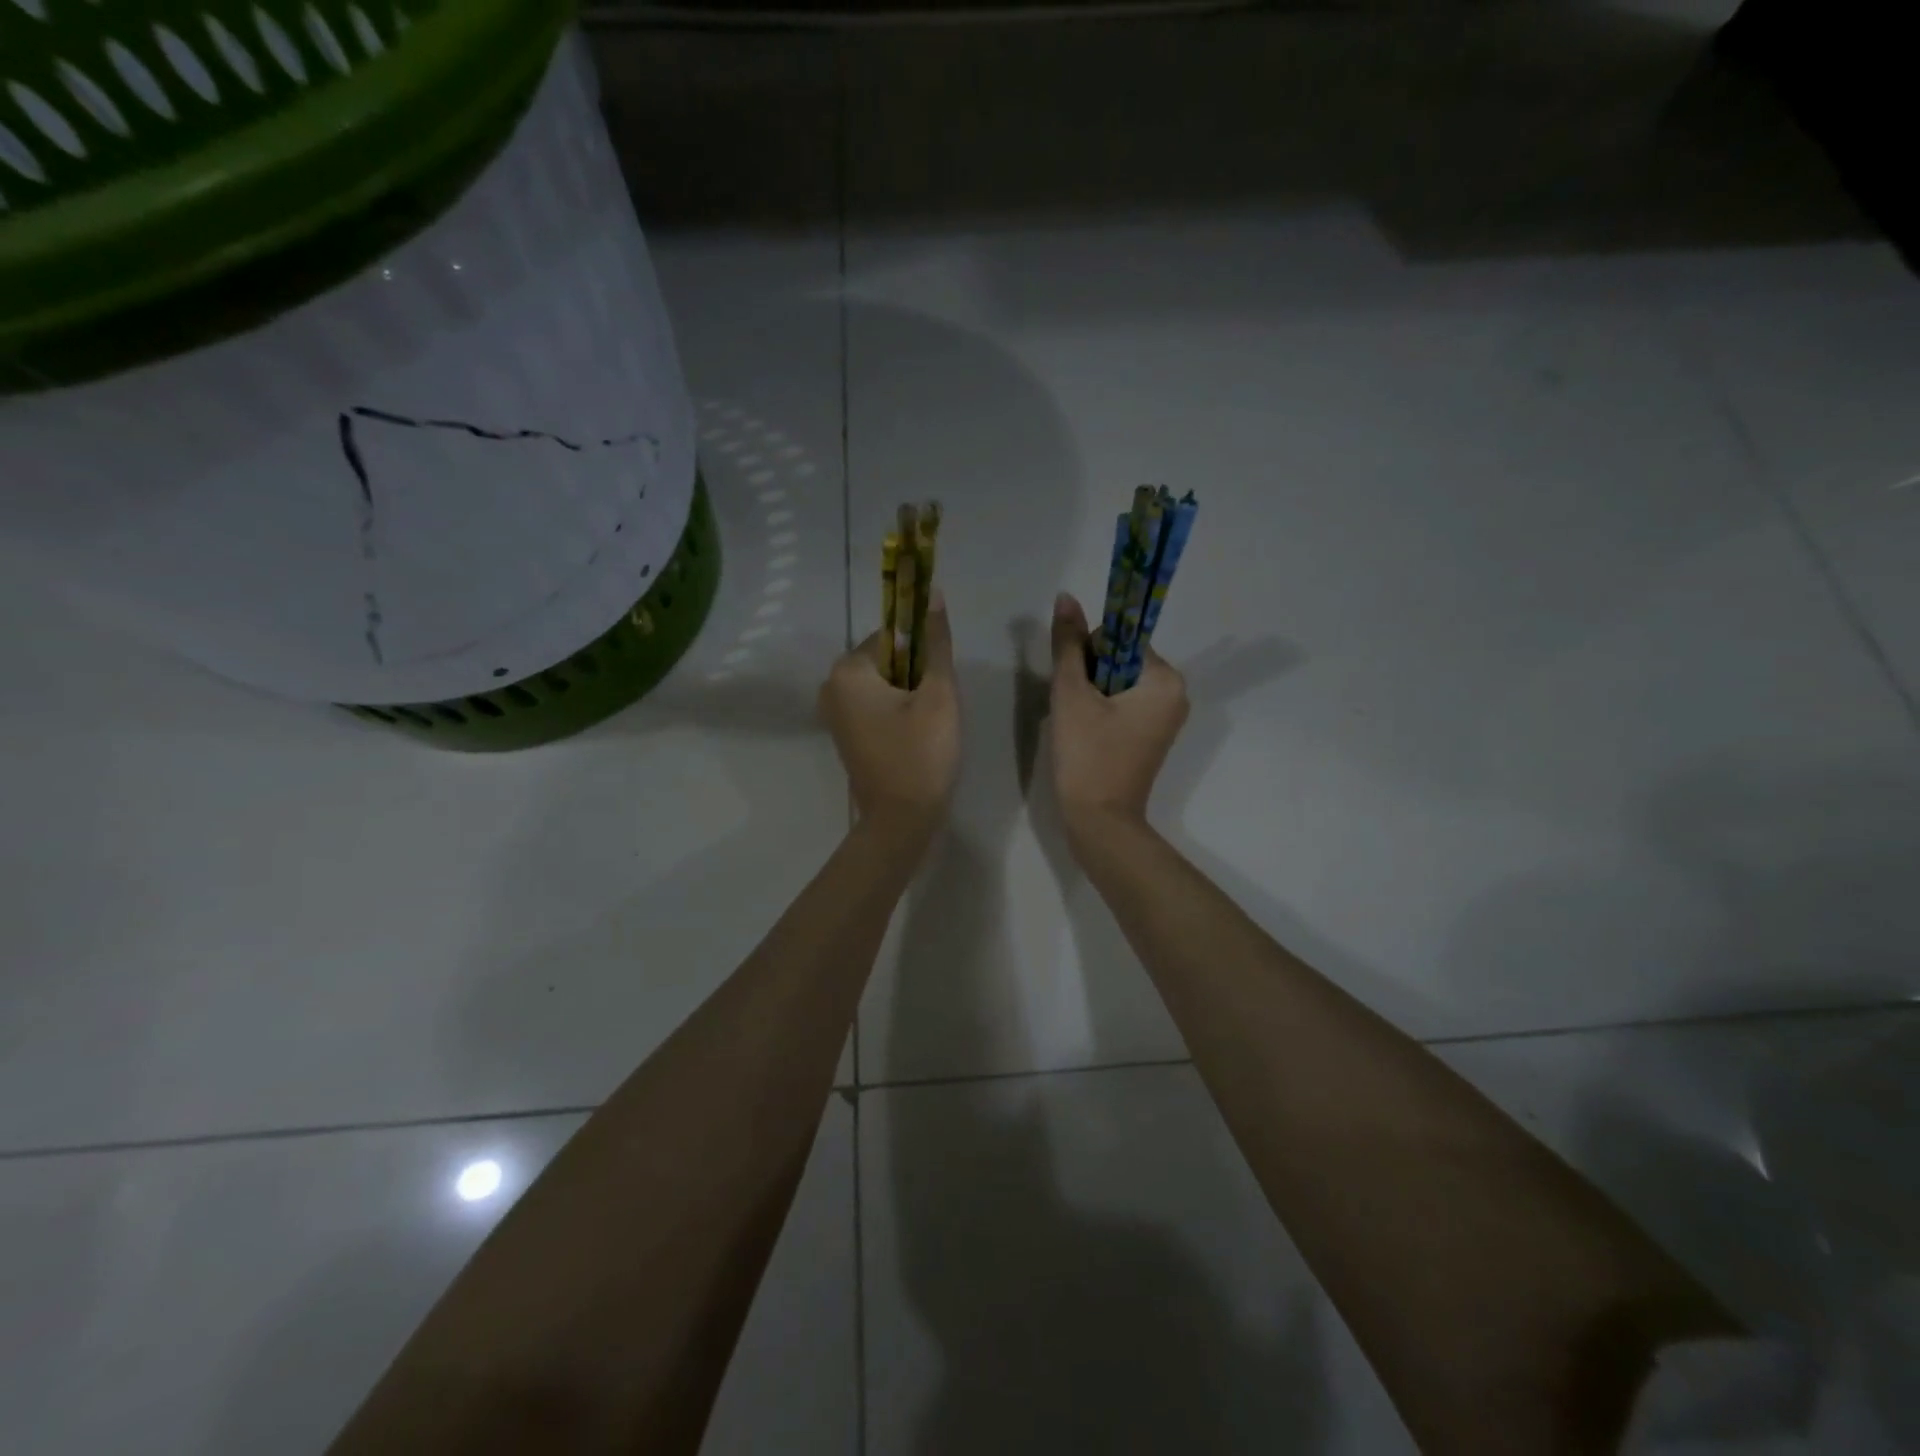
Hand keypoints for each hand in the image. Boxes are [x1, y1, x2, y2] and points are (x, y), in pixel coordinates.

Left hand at [819, 588, 960, 844]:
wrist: (902, 820)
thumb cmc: (922, 754)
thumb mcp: (938, 694)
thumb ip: (936, 642)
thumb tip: (933, 592)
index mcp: (847, 670)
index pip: (893, 636)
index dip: (924, 654)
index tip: (938, 684)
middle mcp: (830, 686)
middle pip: (887, 659)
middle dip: (916, 676)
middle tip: (935, 709)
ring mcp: (833, 712)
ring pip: (883, 684)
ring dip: (910, 695)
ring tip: (927, 726)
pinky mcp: (843, 734)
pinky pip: (874, 706)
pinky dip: (896, 712)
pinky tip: (914, 736)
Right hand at [1047, 592, 1188, 851]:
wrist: (1099, 822)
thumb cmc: (1088, 755)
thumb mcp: (1072, 693)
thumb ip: (1068, 643)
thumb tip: (1066, 596)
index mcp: (1166, 679)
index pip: (1121, 639)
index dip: (1089, 654)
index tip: (1077, 685)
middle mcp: (1176, 693)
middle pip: (1120, 660)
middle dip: (1090, 676)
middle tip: (1075, 710)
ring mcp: (1166, 717)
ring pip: (1118, 683)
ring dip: (1091, 694)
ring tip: (1079, 725)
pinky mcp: (1153, 736)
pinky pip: (1124, 705)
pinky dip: (1101, 711)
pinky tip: (1087, 734)